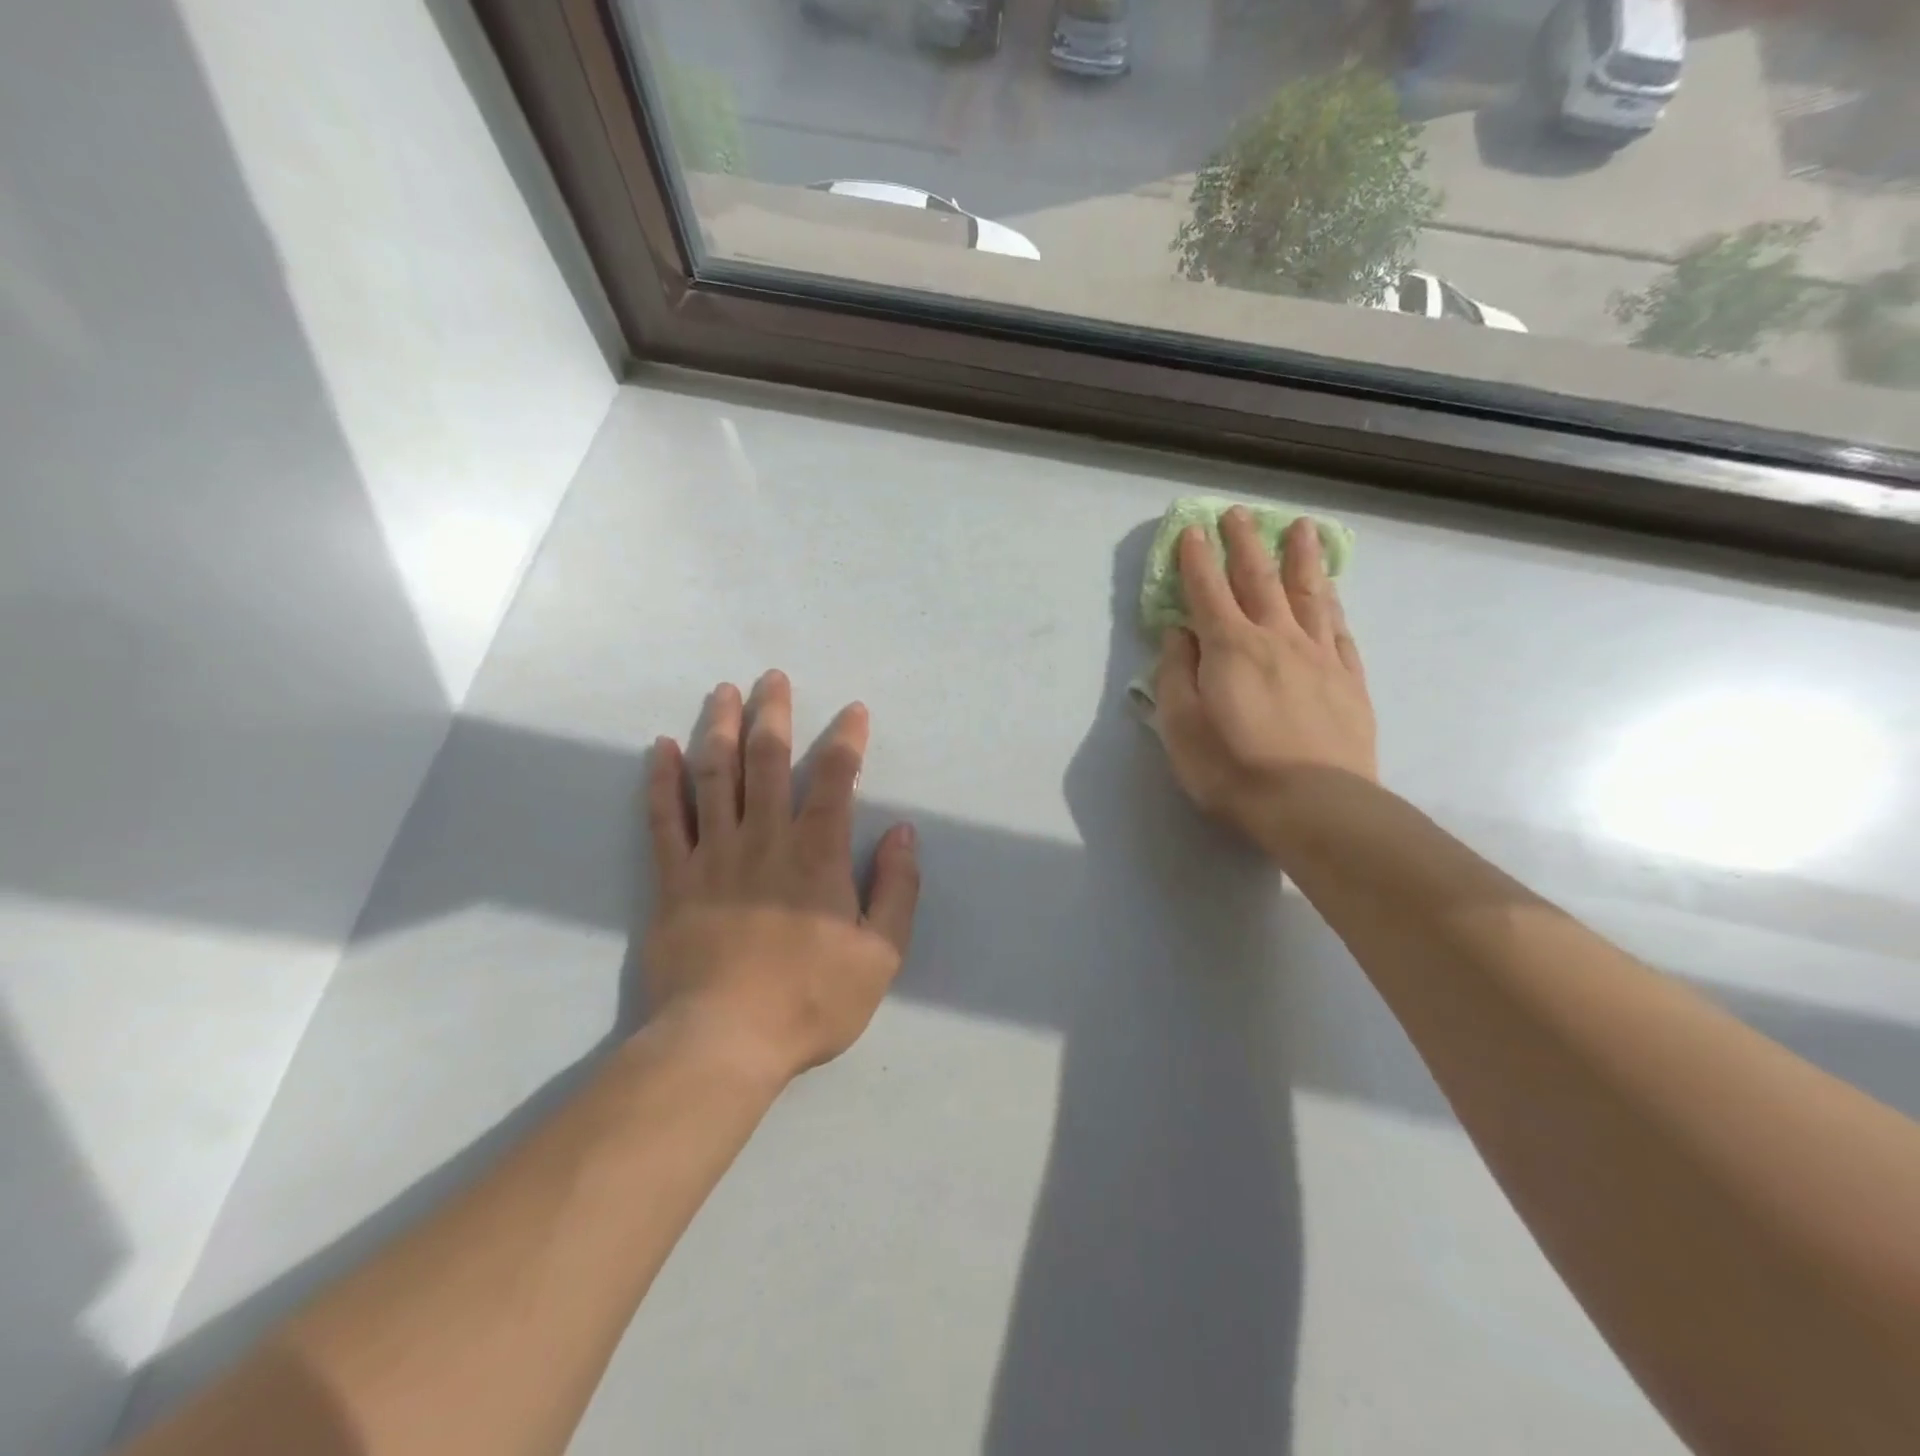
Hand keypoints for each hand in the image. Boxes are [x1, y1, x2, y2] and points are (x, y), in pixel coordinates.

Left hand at [643, 672, 919, 1085]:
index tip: (853, 711)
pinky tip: (660, 749)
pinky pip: (664, 819)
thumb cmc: (810, 1000)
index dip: (847, 740)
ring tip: (722, 693)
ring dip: (720, 729)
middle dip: (774, 713)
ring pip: (714, 776)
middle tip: (772, 677)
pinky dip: (661, 780)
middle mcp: (764, 838)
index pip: (836, 778)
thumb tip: (903, 832)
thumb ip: (897, 888)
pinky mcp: (673, 879)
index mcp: (817, 854)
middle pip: (767, 760)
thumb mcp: (880, 954)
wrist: (723, 1042)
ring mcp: (713, 855)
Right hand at [1155, 509, 1376, 857]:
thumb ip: (1176, 674)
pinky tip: (1331, 599)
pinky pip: (1340, 633)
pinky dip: (1332, 609)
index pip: (1207, 590)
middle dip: (1246, 542)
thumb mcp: (1180, 726)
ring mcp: (1320, 657)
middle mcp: (1276, 638)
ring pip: (1309, 595)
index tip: (1191, 531)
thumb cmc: (1232, 768)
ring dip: (1301, 559)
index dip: (1196, 559)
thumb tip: (1179, 634)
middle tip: (1239, 512)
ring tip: (1301, 529)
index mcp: (1230, 647)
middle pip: (1259, 579)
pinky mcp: (1350, 681)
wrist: (1314, 805)